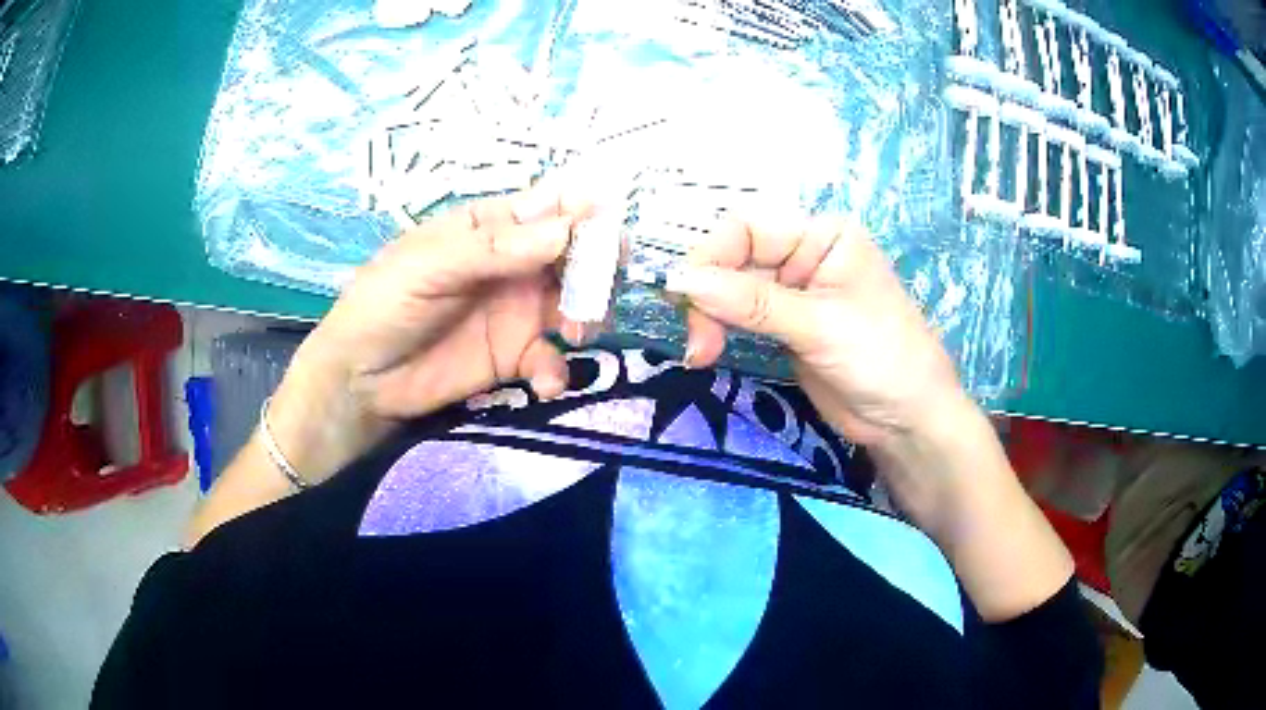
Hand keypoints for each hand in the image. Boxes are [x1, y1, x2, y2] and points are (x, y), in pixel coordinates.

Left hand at [267, 190, 586, 483]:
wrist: (360, 381)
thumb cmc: (383, 305)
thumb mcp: (429, 265)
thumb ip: (495, 248)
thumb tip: (567, 228)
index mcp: (490, 228)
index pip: (549, 209)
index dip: (584, 213)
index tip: (609, 233)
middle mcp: (512, 264)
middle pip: (573, 254)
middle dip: (596, 268)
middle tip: (599, 289)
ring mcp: (515, 311)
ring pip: (574, 302)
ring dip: (586, 315)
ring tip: (575, 334)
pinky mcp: (513, 357)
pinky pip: (551, 357)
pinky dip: (556, 369)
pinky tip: (543, 382)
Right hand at [670, 216, 1072, 619]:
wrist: (908, 421)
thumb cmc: (883, 359)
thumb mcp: (819, 326)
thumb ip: (752, 302)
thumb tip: (681, 280)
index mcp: (823, 235)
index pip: (749, 227)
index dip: (711, 255)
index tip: (683, 296)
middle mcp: (805, 254)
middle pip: (734, 258)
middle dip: (708, 295)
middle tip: (697, 342)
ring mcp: (793, 291)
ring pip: (731, 288)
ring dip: (708, 317)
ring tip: (701, 354)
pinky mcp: (785, 325)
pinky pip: (740, 316)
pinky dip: (719, 330)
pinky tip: (708, 351)